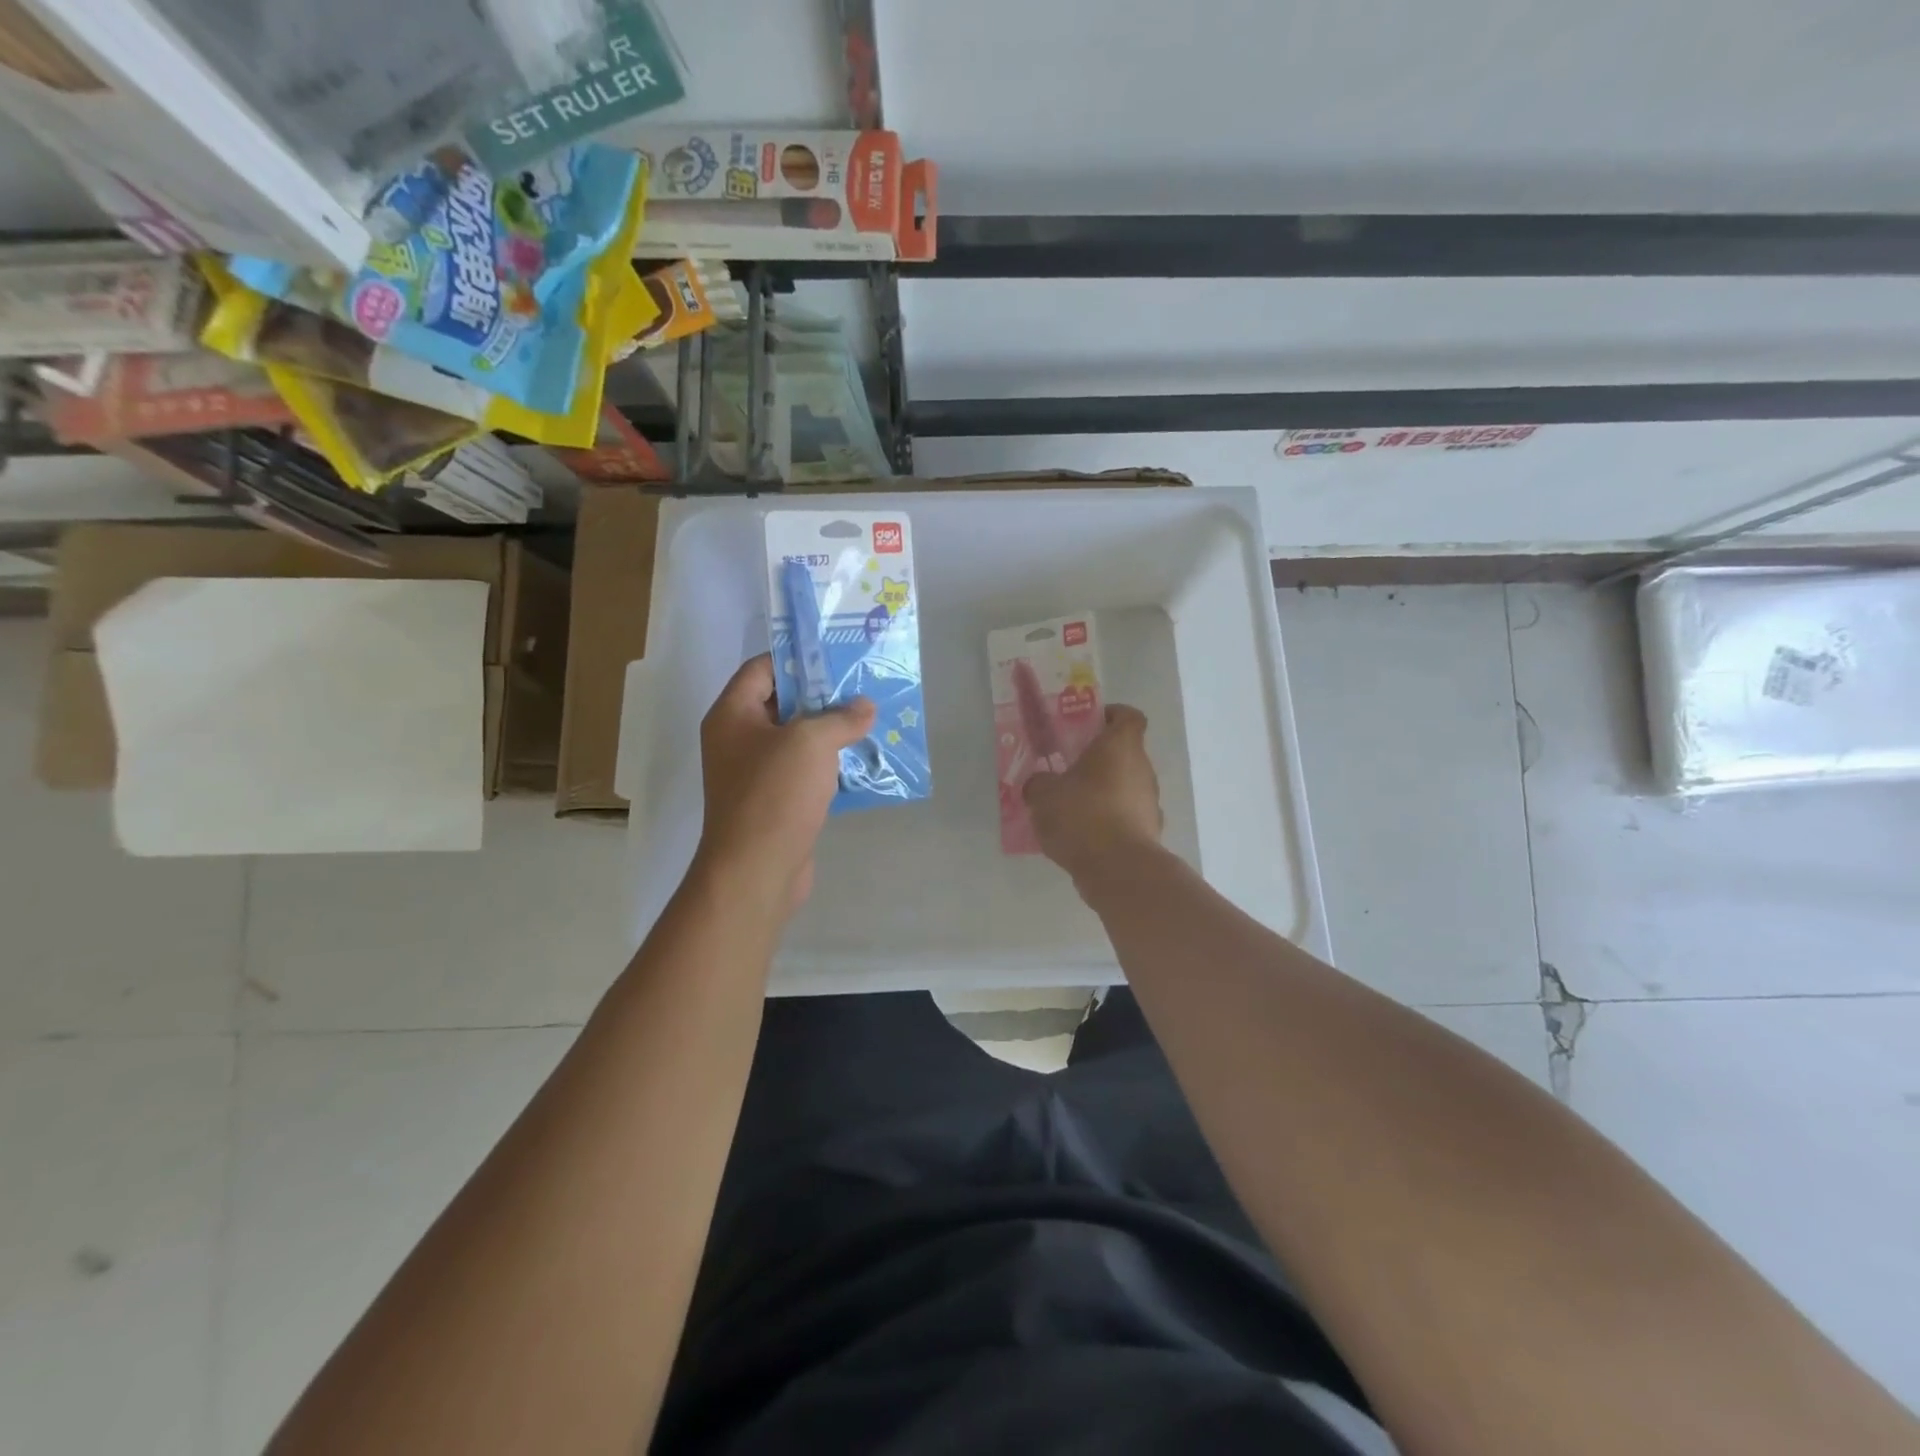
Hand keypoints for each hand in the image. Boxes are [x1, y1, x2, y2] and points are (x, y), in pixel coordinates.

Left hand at [693, 654, 875, 912]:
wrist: (756, 870)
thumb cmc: (774, 794)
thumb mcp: (811, 742)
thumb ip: (841, 717)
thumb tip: (865, 707)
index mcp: (732, 715)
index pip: (761, 669)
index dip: (797, 659)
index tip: (836, 657)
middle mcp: (737, 740)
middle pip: (781, 703)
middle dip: (822, 695)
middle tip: (862, 688)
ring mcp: (755, 774)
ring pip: (797, 740)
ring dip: (831, 732)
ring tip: (870, 721)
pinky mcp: (775, 802)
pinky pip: (804, 772)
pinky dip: (830, 765)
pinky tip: (863, 761)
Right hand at [1022, 704, 1163, 882]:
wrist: (1118, 869)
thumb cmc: (1082, 815)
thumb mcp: (1043, 794)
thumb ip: (1039, 782)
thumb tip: (1040, 784)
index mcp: (1120, 746)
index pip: (1128, 716)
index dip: (1111, 715)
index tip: (1089, 725)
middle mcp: (1142, 768)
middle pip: (1125, 753)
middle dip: (1098, 760)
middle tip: (1067, 770)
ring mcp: (1150, 802)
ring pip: (1126, 786)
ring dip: (1104, 792)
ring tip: (1072, 808)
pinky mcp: (1150, 832)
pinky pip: (1126, 817)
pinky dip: (1109, 821)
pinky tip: (1084, 836)